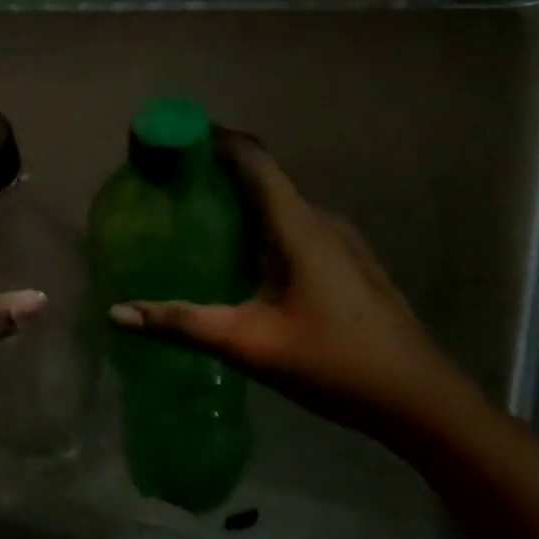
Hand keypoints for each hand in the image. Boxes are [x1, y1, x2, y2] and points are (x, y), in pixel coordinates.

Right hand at [107, 135, 470, 428]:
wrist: (420, 399)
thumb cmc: (334, 363)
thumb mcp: (249, 344)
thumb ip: (182, 324)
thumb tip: (118, 312)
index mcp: (298, 224)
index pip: (251, 158)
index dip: (212, 139)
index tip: (171, 139)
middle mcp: (320, 219)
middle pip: (263, 176)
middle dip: (217, 171)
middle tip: (169, 184)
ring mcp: (341, 240)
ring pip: (281, 203)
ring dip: (241, 200)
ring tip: (196, 217)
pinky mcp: (349, 261)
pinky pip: (296, 225)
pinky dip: (262, 224)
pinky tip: (243, 258)